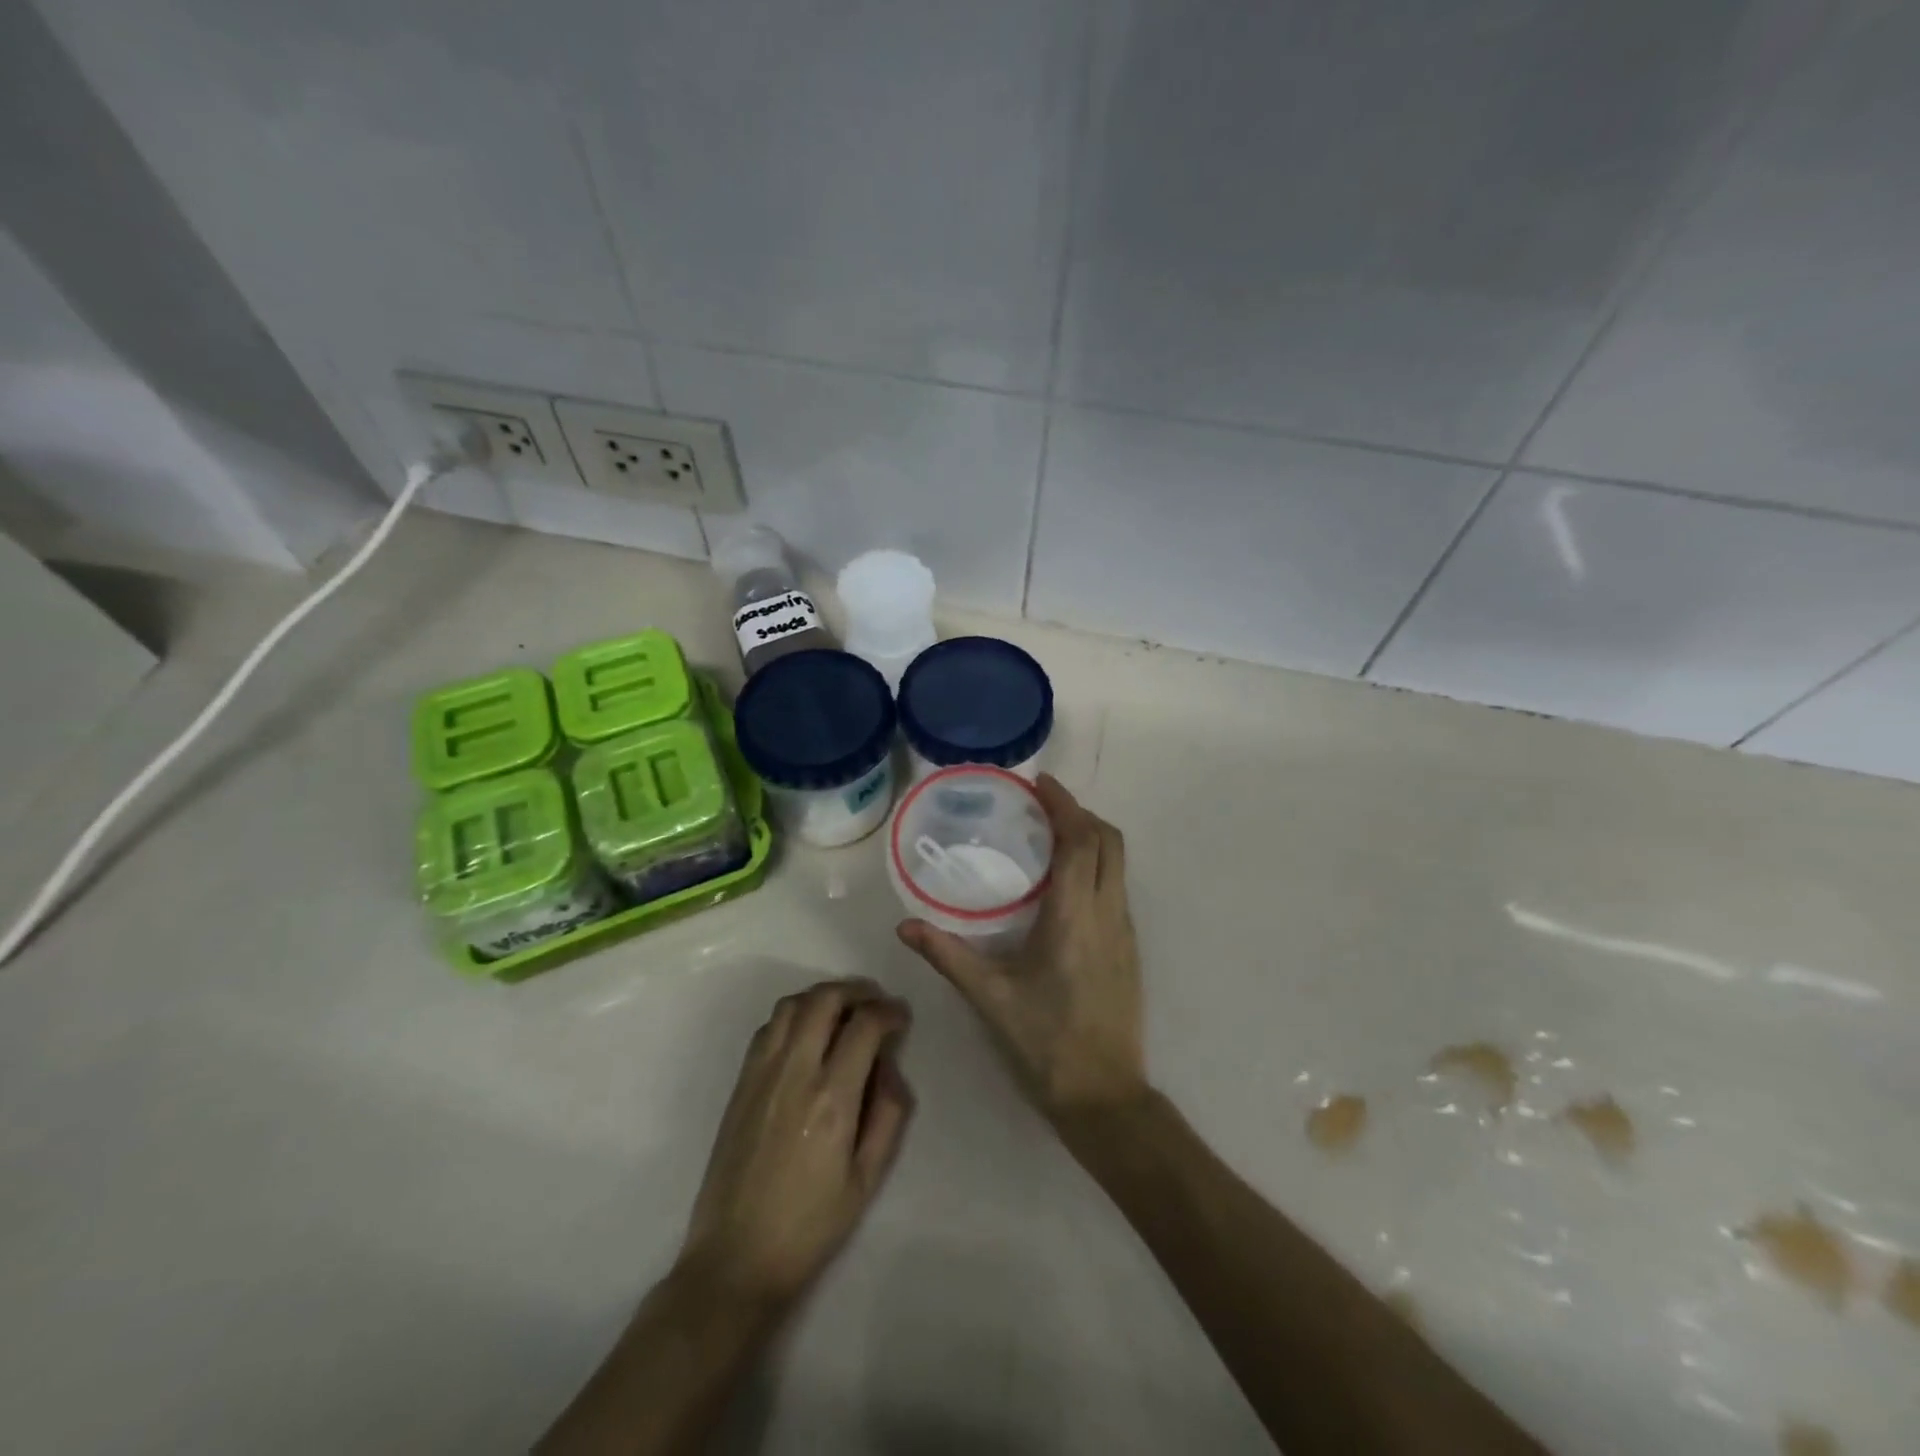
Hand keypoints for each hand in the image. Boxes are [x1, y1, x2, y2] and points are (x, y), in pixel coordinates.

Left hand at [680, 979, 914, 1306]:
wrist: (735, 1258)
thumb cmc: (810, 1226)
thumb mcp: (867, 1179)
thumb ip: (889, 1114)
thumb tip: (891, 1065)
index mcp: (832, 1098)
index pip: (865, 1024)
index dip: (889, 1011)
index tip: (900, 1018)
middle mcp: (795, 1073)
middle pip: (825, 999)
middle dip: (856, 990)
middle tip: (874, 1005)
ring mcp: (761, 1074)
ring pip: (792, 1004)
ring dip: (822, 997)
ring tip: (842, 1014)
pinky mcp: (741, 1083)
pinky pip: (768, 1027)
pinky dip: (794, 1016)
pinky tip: (807, 1036)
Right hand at [898, 775, 1145, 1121]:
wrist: (1105, 1095)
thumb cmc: (1045, 1043)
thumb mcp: (989, 997)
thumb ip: (947, 956)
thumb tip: (905, 928)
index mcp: (1075, 916)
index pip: (1080, 840)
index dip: (1064, 805)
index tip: (1039, 783)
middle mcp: (1108, 913)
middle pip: (1109, 841)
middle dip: (1080, 813)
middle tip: (1042, 804)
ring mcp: (1125, 930)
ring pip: (1118, 863)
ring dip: (1091, 837)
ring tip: (1051, 834)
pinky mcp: (1129, 948)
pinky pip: (1117, 886)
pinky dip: (1096, 864)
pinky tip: (1064, 883)